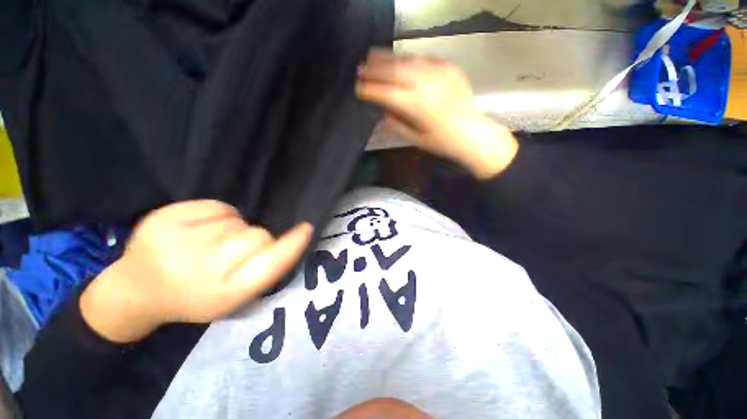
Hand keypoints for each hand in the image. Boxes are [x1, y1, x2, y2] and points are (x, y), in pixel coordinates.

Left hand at [80, 200, 312, 342]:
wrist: (136, 291)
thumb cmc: (195, 296)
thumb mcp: (234, 296)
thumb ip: (263, 270)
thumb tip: (287, 238)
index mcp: (223, 294)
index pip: (270, 265)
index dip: (292, 245)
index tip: (306, 228)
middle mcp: (201, 270)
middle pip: (257, 236)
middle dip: (256, 239)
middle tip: (235, 252)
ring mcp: (177, 243)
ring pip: (237, 220)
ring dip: (234, 228)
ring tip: (212, 243)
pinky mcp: (162, 220)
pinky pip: (216, 206)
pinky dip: (217, 215)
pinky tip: (199, 229)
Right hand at [356, 49, 517, 178]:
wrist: (473, 134)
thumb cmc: (442, 143)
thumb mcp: (415, 138)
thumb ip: (396, 123)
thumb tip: (382, 110)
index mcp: (418, 107)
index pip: (387, 93)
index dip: (370, 90)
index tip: (358, 89)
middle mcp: (428, 85)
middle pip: (395, 71)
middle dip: (375, 69)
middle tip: (361, 68)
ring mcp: (441, 73)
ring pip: (408, 60)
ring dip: (389, 58)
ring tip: (373, 57)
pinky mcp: (450, 68)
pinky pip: (424, 59)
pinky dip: (408, 59)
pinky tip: (400, 61)